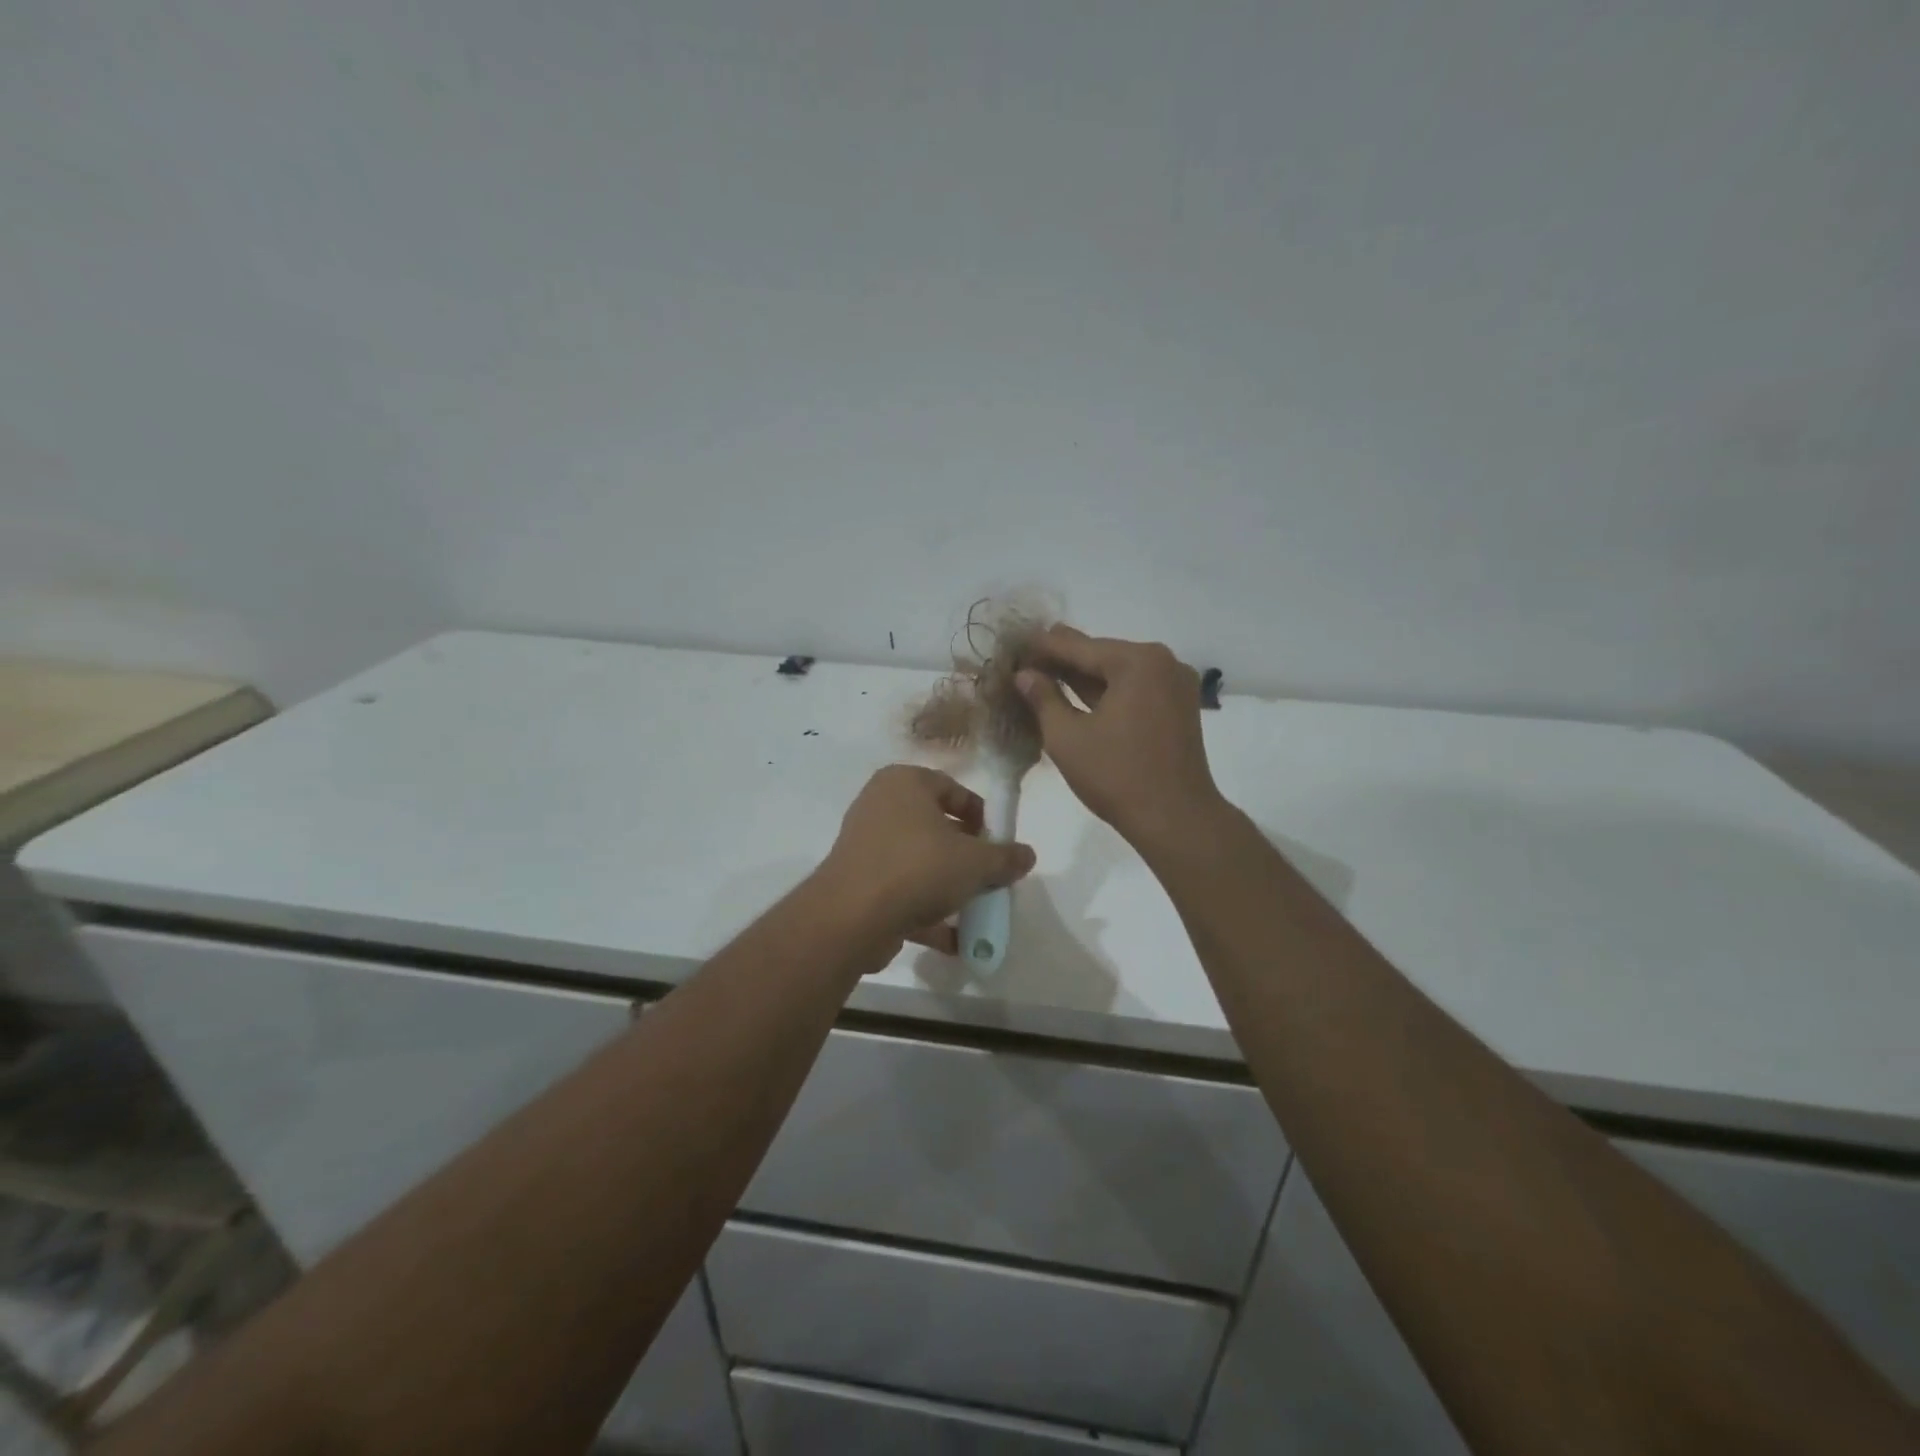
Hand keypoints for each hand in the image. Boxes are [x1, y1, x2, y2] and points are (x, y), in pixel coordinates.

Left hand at [813, 765, 1036, 955]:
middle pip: (936, 827)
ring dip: (948, 887)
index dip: (982, 816)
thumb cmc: (918, 868)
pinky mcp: (859, 883)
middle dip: (967, 855)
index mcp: (904, 783)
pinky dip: (927, 912)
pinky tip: (955, 940)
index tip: (1000, 843)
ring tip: (977, 910)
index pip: (953, 789)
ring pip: (919, 862)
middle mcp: (880, 806)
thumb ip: (1005, 857)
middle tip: (990, 876)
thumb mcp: (975, 862)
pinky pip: (902, 891)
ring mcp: (866, 846)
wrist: (852, 918)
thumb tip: (1027, 855)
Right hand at [1016, 625, 1224, 848]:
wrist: (1176, 820)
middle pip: (1101, 655)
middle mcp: (1162, 662)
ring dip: (1084, 678)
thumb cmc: (1116, 776)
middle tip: (1024, 659)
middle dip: (1063, 661)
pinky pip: (1134, 690)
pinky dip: (1107, 693)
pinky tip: (1077, 696)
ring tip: (1043, 676)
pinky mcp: (1178, 708)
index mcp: (1137, 661)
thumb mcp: (1067, 737)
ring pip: (1118, 673)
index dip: (1042, 647)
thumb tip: (1024, 674)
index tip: (1013, 645)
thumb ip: (1043, 699)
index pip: (1078, 646)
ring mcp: (1175, 685)